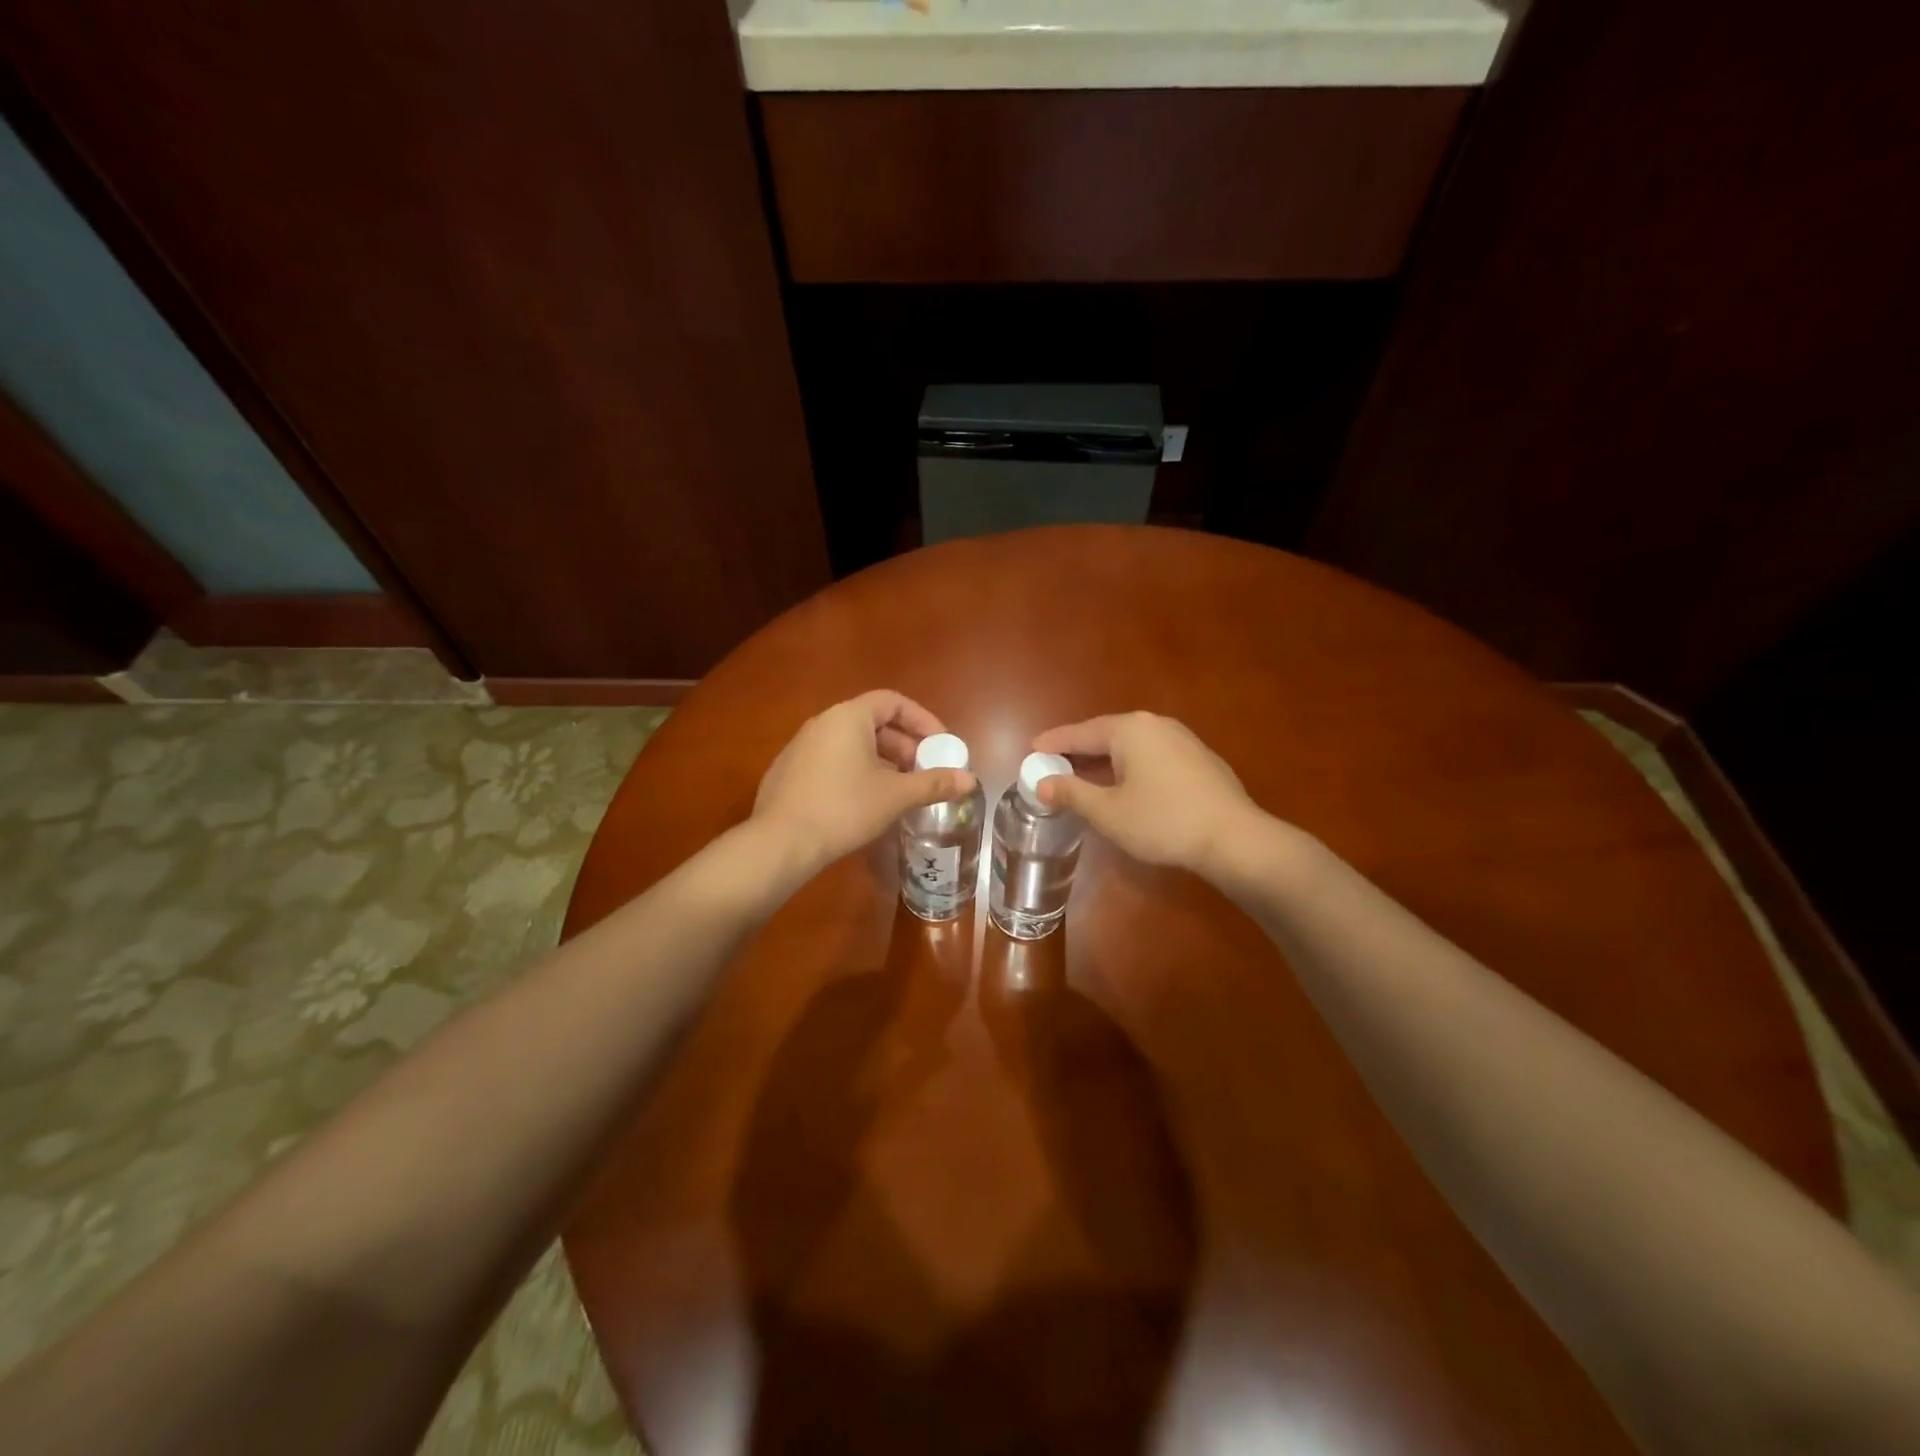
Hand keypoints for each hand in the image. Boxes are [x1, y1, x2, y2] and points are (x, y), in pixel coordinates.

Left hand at [755, 690, 973, 870]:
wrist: (782, 842)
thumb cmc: (845, 808)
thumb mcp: (896, 795)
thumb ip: (934, 783)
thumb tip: (970, 780)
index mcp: (848, 717)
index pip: (893, 702)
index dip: (922, 720)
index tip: (940, 745)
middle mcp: (822, 723)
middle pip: (872, 722)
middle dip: (904, 745)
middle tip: (923, 772)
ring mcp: (800, 747)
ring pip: (851, 744)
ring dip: (881, 761)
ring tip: (899, 790)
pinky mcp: (787, 772)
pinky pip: (831, 761)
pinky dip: (855, 772)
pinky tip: (864, 804)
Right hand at [1031, 712, 1262, 875]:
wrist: (1234, 838)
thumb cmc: (1162, 821)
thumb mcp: (1107, 811)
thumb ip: (1072, 793)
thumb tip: (1042, 783)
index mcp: (1129, 730)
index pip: (1080, 733)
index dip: (1054, 743)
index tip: (1032, 749)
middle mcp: (1155, 725)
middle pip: (1106, 735)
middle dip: (1078, 751)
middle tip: (1053, 764)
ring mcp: (1181, 739)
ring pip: (1130, 746)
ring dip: (1104, 760)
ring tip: (1084, 776)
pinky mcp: (1198, 759)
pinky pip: (1151, 756)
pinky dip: (1129, 766)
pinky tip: (1124, 786)